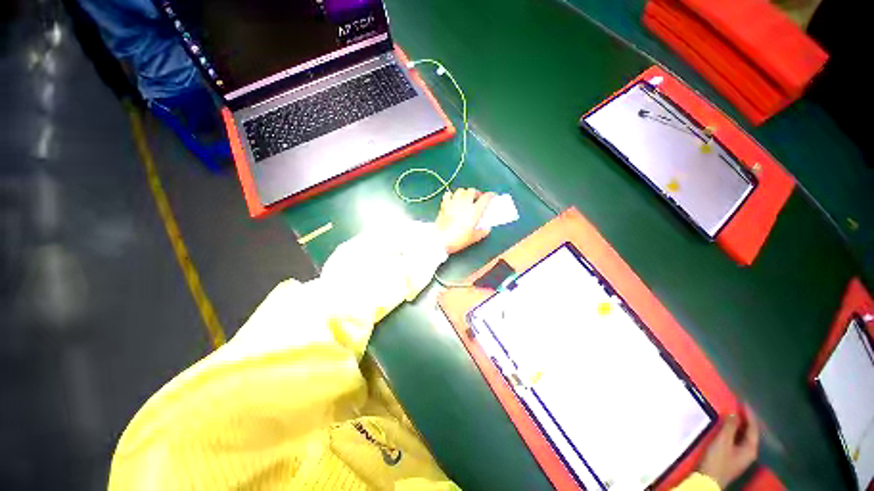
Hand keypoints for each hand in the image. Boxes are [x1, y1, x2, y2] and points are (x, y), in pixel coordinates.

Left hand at [435, 188, 494, 253]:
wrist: (440, 239)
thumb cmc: (459, 239)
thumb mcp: (473, 238)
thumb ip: (482, 232)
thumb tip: (487, 228)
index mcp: (474, 211)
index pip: (485, 198)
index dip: (490, 195)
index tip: (492, 196)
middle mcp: (465, 203)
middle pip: (472, 191)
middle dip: (476, 193)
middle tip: (477, 198)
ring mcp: (453, 202)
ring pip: (461, 190)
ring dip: (465, 193)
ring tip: (465, 198)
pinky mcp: (444, 205)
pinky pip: (448, 194)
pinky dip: (452, 195)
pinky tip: (452, 199)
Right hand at [698, 408, 759, 488]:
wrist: (708, 480)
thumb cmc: (717, 460)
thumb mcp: (722, 442)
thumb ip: (730, 427)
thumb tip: (734, 413)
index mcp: (750, 448)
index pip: (753, 428)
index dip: (749, 414)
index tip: (743, 401)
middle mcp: (749, 452)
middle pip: (749, 432)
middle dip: (745, 419)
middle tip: (737, 406)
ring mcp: (740, 456)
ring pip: (742, 436)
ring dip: (738, 425)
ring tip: (731, 414)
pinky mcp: (731, 457)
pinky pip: (736, 440)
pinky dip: (733, 431)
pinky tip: (726, 428)